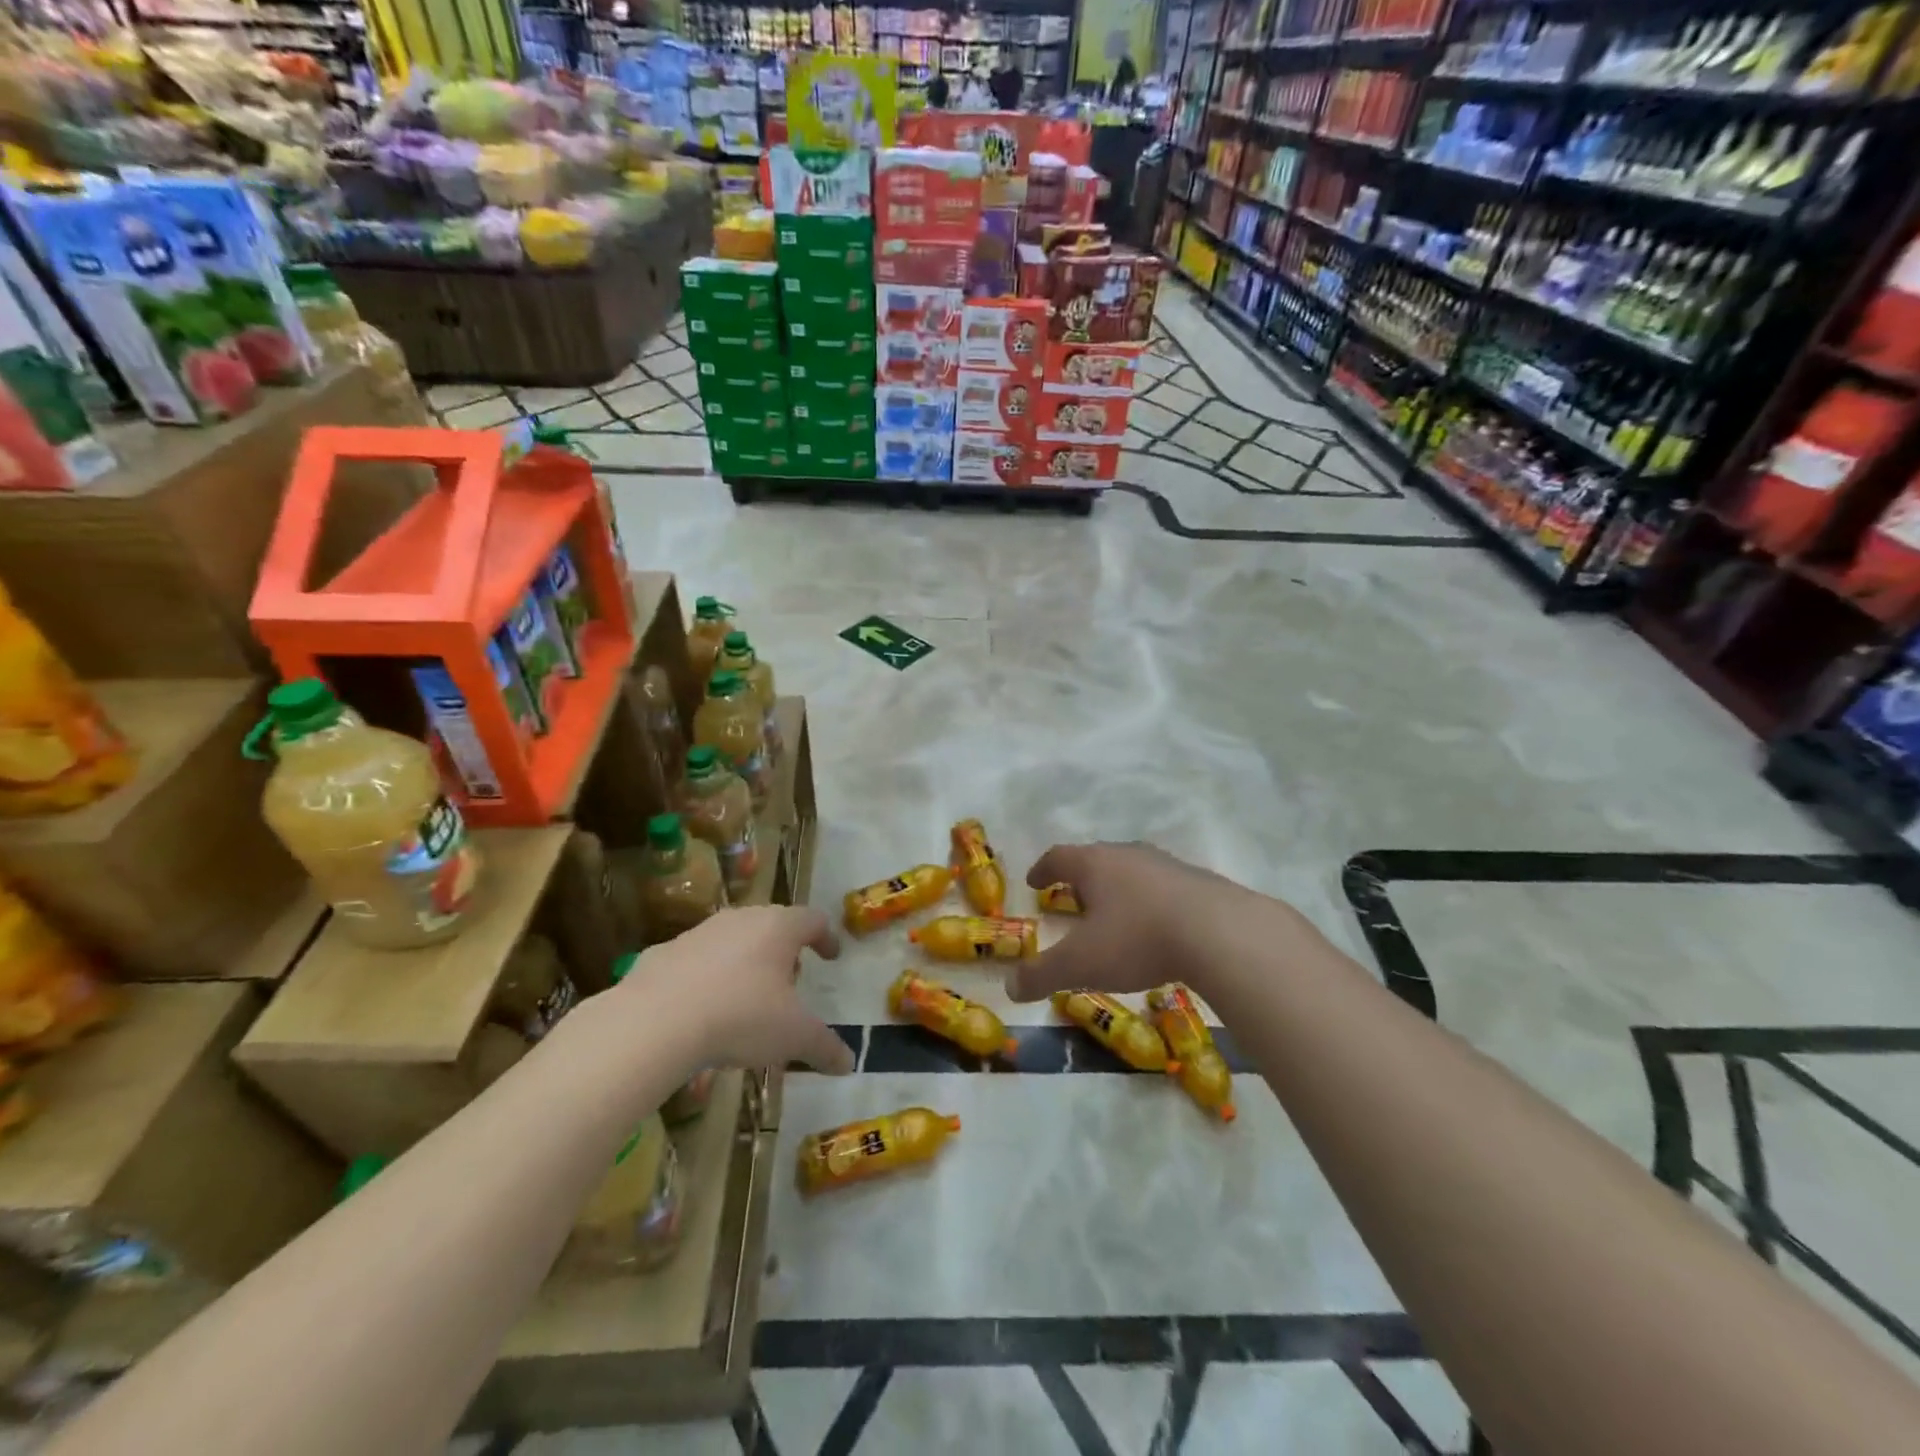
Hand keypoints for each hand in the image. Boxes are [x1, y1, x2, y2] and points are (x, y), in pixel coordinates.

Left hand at [617, 907, 854, 1074]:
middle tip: (790, 981)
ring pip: (732, 940)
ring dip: (745, 962)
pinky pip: (695, 961)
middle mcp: (740, 919)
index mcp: (778, 928)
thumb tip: (849, 1063)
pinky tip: (702, 1010)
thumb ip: (824, 1047)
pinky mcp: (663, 953)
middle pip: (772, 925)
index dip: (826, 937)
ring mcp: (698, 933)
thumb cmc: (740, 1016)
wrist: (654, 1022)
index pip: (812, 919)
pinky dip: (706, 978)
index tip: (831, 956)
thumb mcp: (793, 1036)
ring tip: (746, 999)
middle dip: (784, 951)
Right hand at [1006, 842, 1249, 1003]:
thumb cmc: (1137, 939)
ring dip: (1119, 889)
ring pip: (1132, 870)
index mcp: (1094, 864)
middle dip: (1082, 879)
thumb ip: (1042, 974)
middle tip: (1074, 899)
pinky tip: (1158, 927)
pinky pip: (1164, 887)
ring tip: (1116, 914)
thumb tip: (1010, 987)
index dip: (1043, 869)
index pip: (1059, 857)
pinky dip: (1151, 902)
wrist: (1220, 933)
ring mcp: (1166, 865)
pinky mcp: (1199, 882)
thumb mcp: (1081, 963)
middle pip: (1096, 859)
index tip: (1035, 882)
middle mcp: (1128, 855)